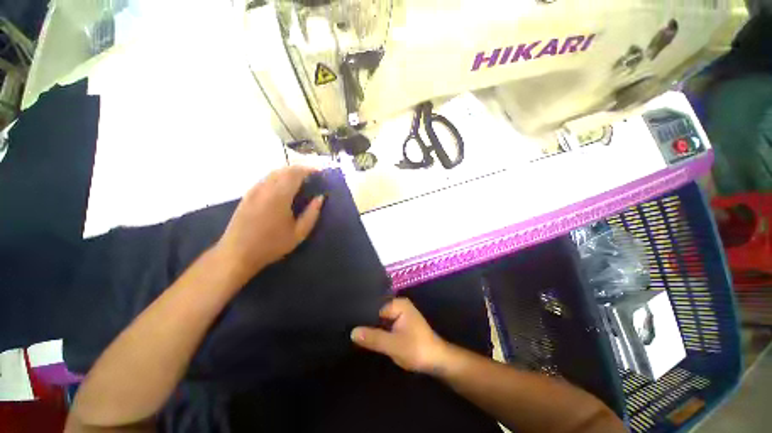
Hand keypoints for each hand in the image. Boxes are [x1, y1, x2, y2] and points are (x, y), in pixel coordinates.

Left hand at [215, 166, 323, 285]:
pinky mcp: (247, 195)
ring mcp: (254, 190)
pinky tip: (283, 186)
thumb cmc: (271, 245)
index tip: (319, 172)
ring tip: (300, 179)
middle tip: (312, 175)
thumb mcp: (298, 233)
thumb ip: (312, 214)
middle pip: (284, 170)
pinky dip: (278, 177)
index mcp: (279, 196)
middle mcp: (265, 188)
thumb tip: (320, 198)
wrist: (237, 254)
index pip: (295, 174)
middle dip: (299, 169)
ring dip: (288, 172)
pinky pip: (265, 179)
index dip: (308, 170)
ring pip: (273, 173)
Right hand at [351, 299, 448, 373]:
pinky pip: (384, 325)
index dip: (362, 315)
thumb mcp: (393, 345)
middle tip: (348, 327)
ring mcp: (399, 314)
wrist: (436, 361)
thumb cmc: (417, 349)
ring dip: (370, 327)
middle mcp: (398, 305)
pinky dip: (377, 331)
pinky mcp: (400, 324)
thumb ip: (373, 338)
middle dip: (365, 321)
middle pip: (376, 311)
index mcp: (398, 304)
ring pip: (380, 319)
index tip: (347, 321)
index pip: (374, 306)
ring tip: (352, 331)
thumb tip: (352, 332)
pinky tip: (365, 336)